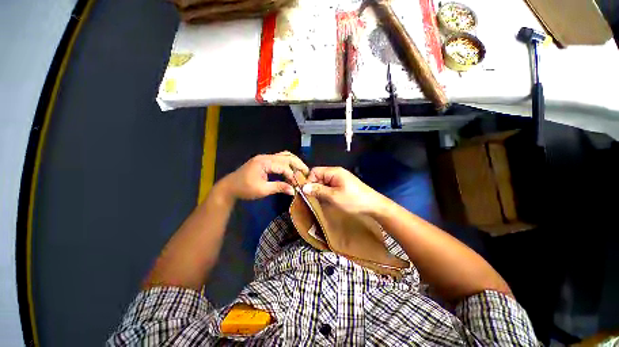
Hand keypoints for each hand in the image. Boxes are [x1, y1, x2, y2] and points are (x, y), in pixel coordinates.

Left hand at [220, 151, 308, 200]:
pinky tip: (291, 170)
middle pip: (286, 156)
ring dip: (293, 162)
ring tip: (301, 170)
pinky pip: (279, 160)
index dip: (292, 175)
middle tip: (306, 172)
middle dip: (297, 164)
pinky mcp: (265, 162)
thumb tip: (293, 190)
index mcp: (264, 162)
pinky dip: (287, 164)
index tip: (298, 184)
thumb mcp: (262, 190)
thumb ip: (279, 187)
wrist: (229, 187)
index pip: (284, 166)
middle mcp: (266, 157)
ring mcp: (265, 158)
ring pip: (283, 156)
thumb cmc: (244, 189)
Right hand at [302, 167, 386, 214]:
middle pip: (318, 176)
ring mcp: (339, 179)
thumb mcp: (334, 196)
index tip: (307, 193)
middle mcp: (336, 173)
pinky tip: (326, 200)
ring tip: (319, 201)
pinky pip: (329, 187)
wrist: (374, 206)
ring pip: (323, 183)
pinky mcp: (342, 185)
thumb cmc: (354, 200)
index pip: (314, 171)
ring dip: (320, 191)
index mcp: (334, 172)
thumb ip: (318, 190)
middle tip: (313, 199)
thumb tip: (303, 187)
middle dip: (314, 187)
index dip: (309, 181)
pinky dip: (326, 193)